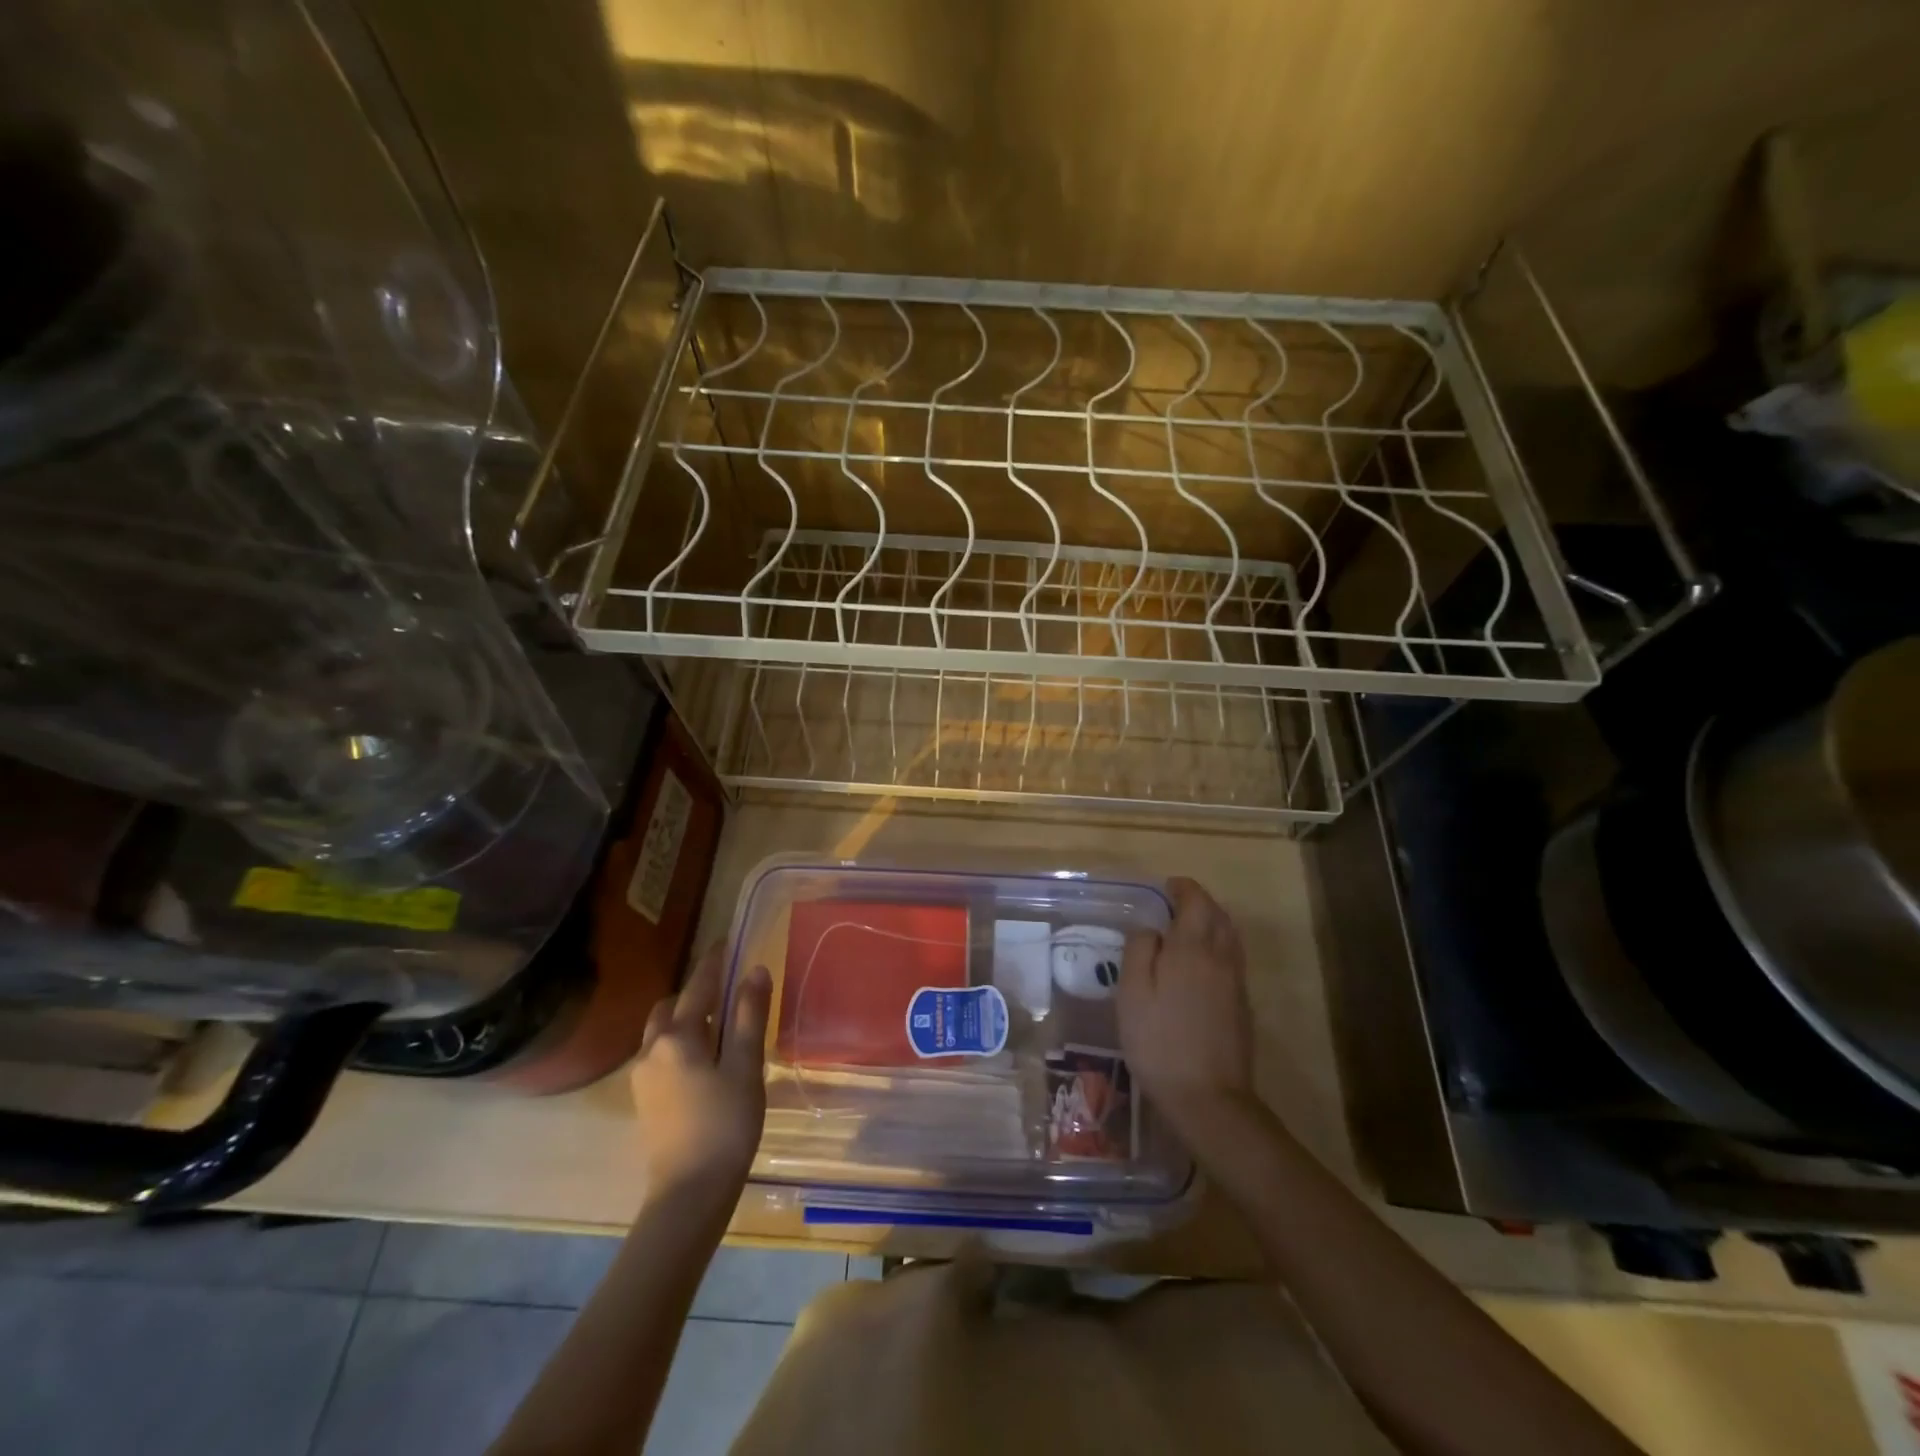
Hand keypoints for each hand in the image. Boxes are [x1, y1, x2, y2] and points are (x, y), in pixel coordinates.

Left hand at [629, 945, 771, 1207]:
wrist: (689, 1194)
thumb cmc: (725, 1124)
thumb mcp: (745, 1066)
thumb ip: (748, 1015)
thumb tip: (755, 969)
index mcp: (678, 1035)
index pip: (699, 984)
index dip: (714, 961)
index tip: (726, 941)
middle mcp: (652, 1048)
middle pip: (672, 1006)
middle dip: (697, 992)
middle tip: (729, 991)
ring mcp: (642, 1076)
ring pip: (662, 1030)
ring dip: (686, 1018)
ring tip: (719, 1026)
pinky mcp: (645, 1099)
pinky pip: (660, 1053)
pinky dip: (680, 1042)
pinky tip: (704, 1060)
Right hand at [1118, 877, 1254, 1141]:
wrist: (1208, 1098)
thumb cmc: (1159, 1041)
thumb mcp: (1132, 993)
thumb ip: (1139, 950)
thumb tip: (1150, 928)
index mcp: (1192, 948)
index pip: (1196, 901)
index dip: (1182, 888)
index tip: (1165, 887)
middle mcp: (1220, 957)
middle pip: (1218, 915)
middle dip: (1198, 902)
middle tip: (1172, 905)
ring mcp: (1236, 982)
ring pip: (1229, 937)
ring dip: (1211, 923)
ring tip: (1186, 930)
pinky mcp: (1242, 1006)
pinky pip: (1232, 959)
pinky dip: (1217, 947)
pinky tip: (1198, 966)